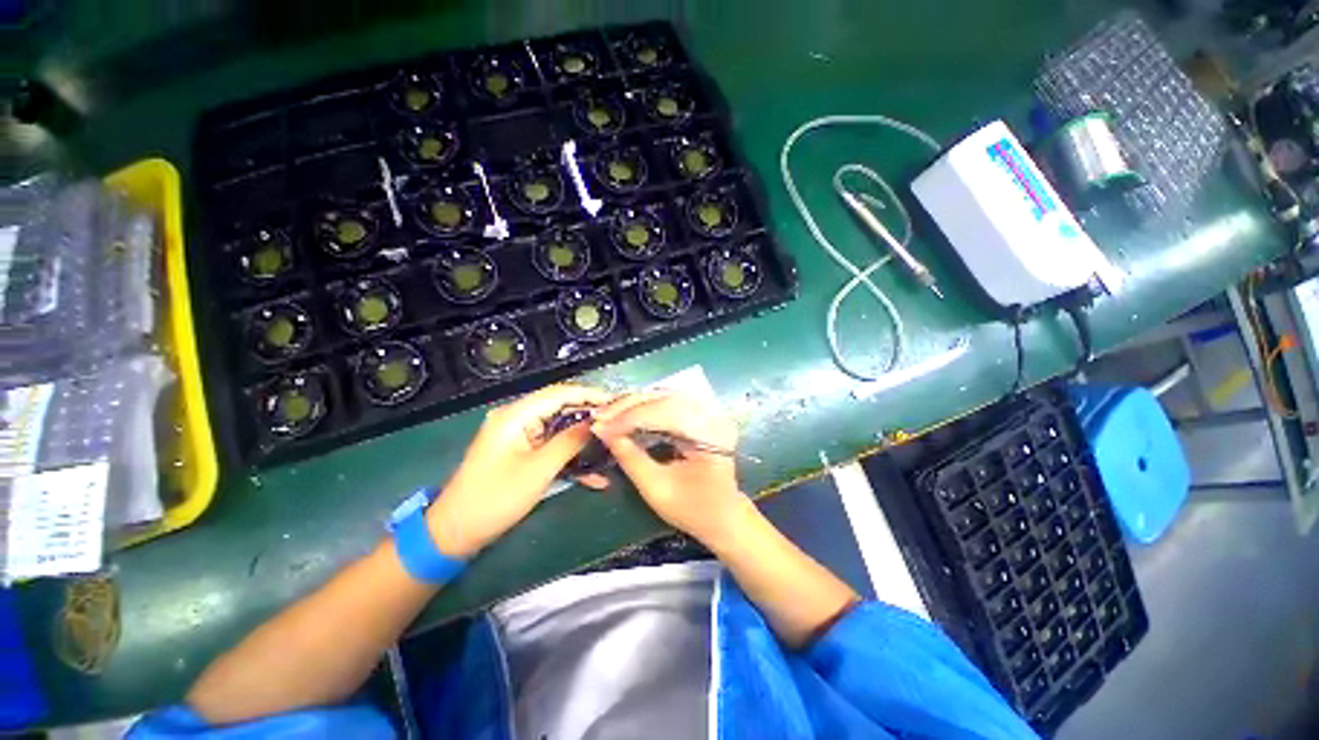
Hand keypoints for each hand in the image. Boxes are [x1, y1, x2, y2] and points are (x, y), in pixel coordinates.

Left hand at [428, 384, 612, 557]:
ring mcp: (520, 435)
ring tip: (612, 442)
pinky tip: (594, 474)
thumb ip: (569, 442)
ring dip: (583, 438)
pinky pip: (552, 446)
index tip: (616, 402)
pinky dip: (571, 456)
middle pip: (561, 408)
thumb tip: (596, 423)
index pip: (559, 393)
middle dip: (590, 416)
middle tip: (619, 422)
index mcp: (516, 415)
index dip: (589, 395)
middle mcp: (518, 418)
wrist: (455, 533)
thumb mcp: (538, 470)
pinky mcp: (522, 452)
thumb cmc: (495, 499)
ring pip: (560, 428)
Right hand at [590, 392, 753, 547]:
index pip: (664, 413)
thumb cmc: (694, 509)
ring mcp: (707, 412)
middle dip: (628, 407)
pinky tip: (625, 414)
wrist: (724, 516)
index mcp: (709, 434)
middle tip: (599, 417)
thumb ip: (630, 458)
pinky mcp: (699, 415)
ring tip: (608, 415)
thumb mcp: (657, 489)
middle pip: (664, 398)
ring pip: (663, 396)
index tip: (600, 427)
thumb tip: (603, 432)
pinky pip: (666, 403)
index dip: (629, 418)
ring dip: (633, 404)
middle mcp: (711, 415)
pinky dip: (643, 407)